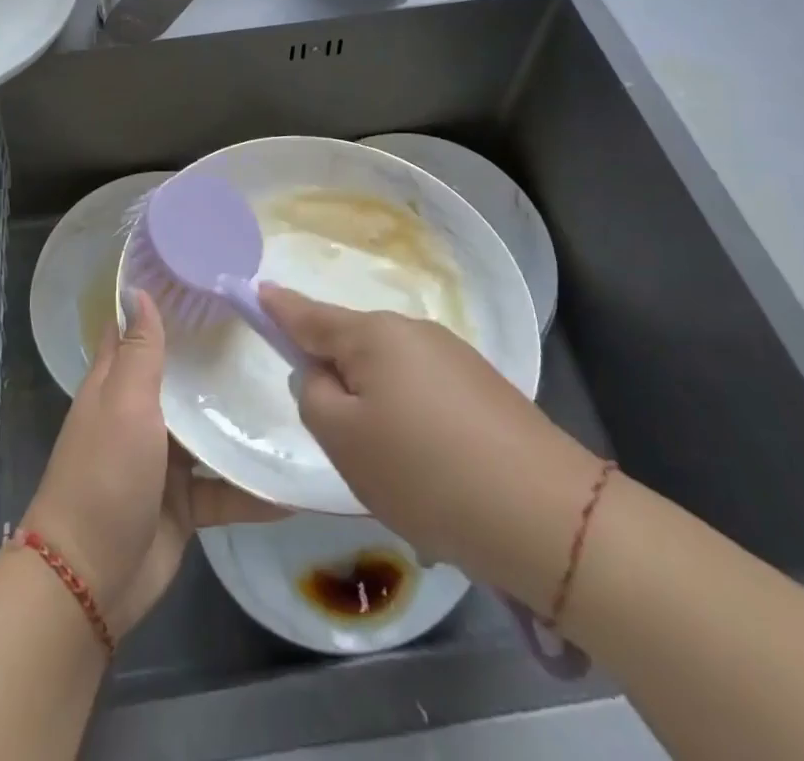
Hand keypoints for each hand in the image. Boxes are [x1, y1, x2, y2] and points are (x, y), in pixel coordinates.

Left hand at [22, 290, 283, 635]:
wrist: (90, 578)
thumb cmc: (105, 474)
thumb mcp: (124, 403)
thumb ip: (140, 350)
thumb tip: (137, 289)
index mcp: (118, 383)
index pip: (137, 330)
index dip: (163, 303)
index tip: (205, 277)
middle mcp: (141, 414)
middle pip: (182, 376)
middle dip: (217, 356)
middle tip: (269, 330)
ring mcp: (164, 460)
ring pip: (208, 429)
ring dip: (241, 418)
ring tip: (297, 394)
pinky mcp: (185, 502)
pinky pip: (226, 487)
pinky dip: (255, 488)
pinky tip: (297, 483)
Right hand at [262, 285, 603, 611]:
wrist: (546, 514)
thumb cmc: (425, 471)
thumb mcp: (344, 440)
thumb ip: (314, 397)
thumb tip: (323, 376)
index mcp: (373, 336)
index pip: (310, 315)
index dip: (279, 307)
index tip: (257, 290)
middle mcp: (413, 332)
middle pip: (353, 347)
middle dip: (338, 382)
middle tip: (342, 442)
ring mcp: (454, 357)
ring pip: (391, 376)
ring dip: (379, 410)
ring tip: (396, 473)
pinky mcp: (485, 388)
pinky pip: (426, 396)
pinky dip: (415, 426)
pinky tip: (434, 475)